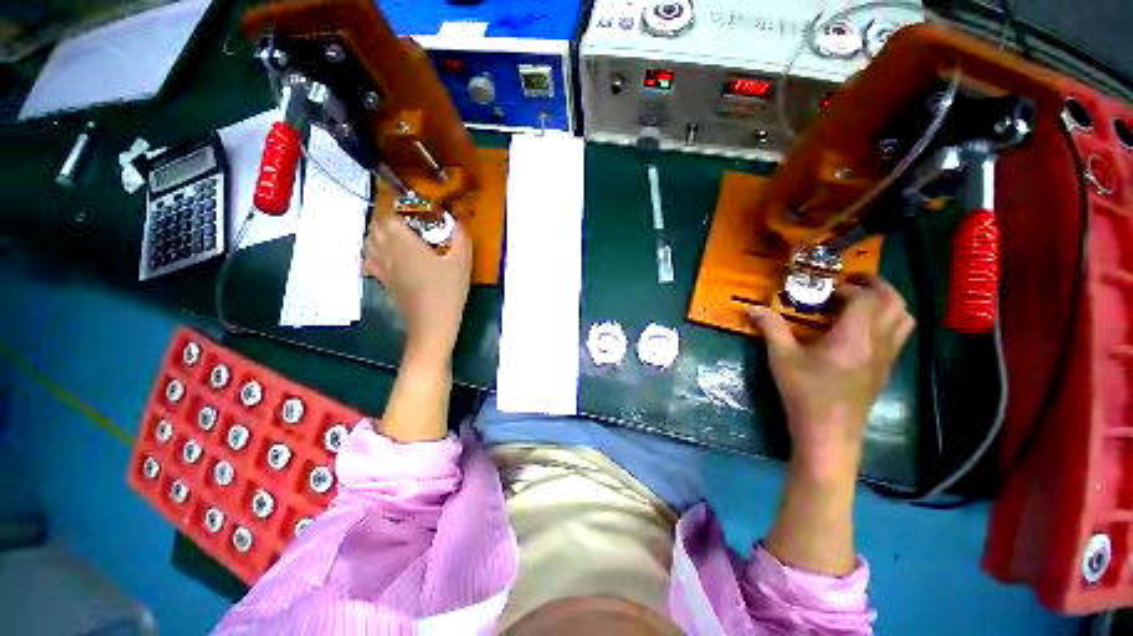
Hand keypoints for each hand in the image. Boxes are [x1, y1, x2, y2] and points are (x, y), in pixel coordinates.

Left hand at [363, 213, 471, 363]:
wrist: (432, 324)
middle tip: (406, 218)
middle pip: (376, 226)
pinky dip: (375, 251)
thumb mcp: (462, 263)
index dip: (396, 205)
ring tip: (396, 233)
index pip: (389, 215)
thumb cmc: (447, 291)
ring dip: (379, 232)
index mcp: (405, 243)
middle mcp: (387, 251)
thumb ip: (460, 238)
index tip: (409, 204)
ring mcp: (382, 267)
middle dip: (387, 217)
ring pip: (370, 241)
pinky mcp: (383, 281)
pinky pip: (370, 259)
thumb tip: (459, 220)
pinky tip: (389, 254)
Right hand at [749, 276, 914, 479]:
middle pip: (895, 303)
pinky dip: (888, 320)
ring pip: (904, 319)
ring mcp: (887, 358)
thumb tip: (752, 308)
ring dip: (888, 302)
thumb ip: (770, 328)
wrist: (828, 433)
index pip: (865, 299)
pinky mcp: (886, 370)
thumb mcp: (781, 358)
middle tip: (853, 282)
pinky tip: (863, 329)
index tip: (826, 289)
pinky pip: (899, 335)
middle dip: (878, 285)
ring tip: (863, 300)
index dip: (848, 287)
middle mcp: (879, 343)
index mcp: (854, 337)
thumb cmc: (804, 393)